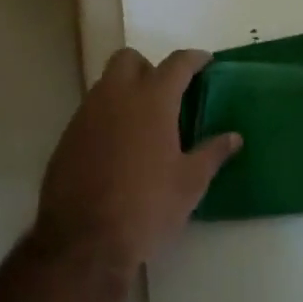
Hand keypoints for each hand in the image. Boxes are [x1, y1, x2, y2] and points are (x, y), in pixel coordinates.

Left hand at [33, 48, 241, 276]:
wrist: (84, 242)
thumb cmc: (147, 207)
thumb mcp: (190, 184)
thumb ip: (213, 153)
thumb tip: (234, 137)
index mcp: (153, 99)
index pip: (177, 63)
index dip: (194, 58)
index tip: (205, 61)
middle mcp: (117, 95)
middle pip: (129, 59)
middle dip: (148, 66)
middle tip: (165, 92)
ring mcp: (87, 114)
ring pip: (106, 83)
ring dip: (125, 91)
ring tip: (141, 122)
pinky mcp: (67, 136)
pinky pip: (90, 111)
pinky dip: (106, 117)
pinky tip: (116, 147)